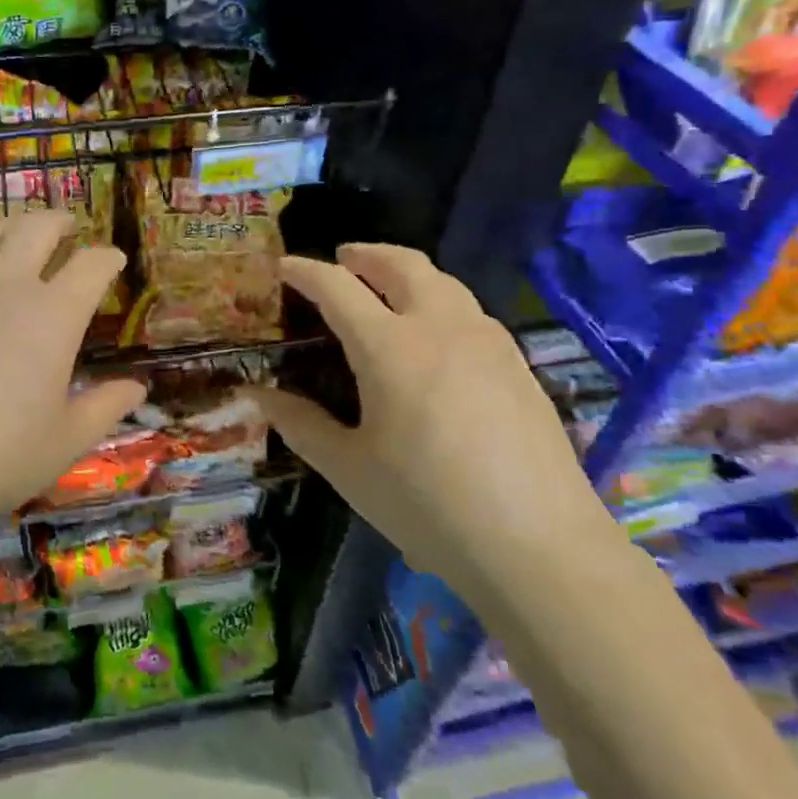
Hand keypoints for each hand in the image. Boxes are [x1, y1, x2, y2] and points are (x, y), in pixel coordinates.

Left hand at [0, 211, 145, 546]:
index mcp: (52, 315)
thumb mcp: (65, 442)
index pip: (91, 264)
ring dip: (7, 228)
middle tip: (67, 229)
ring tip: (14, 238)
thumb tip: (138, 387)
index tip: (113, 261)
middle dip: (58, 221)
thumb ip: (105, 406)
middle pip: (35, 227)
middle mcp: (4, 287)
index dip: (108, 257)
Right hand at [251, 244, 613, 583]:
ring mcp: (487, 341)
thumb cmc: (429, 506)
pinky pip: (470, 309)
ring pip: (443, 280)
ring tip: (386, 287)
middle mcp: (440, 327)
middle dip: (365, 253)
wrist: (539, 545)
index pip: (338, 287)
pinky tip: (436, 333)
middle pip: (401, 263)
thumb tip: (258, 396)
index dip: (306, 271)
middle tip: (342, 259)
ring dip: (406, 271)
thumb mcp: (350, 469)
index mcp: (390, 348)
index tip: (285, 266)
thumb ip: (301, 425)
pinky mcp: (518, 363)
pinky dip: (440, 299)